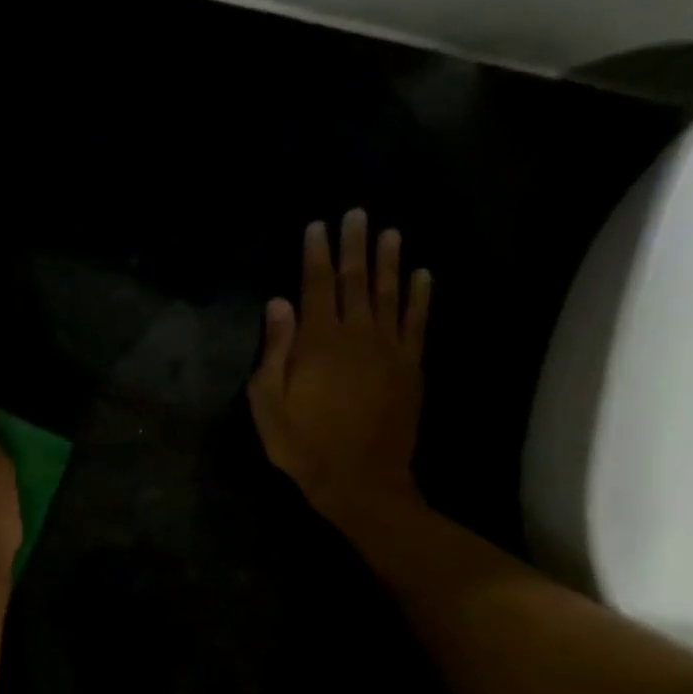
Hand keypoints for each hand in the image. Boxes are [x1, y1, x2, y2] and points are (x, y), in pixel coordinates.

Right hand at [249, 209, 432, 527]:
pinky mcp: (410, 367)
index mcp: (318, 342)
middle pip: (356, 281)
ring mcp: (389, 350)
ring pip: (390, 294)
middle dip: (355, 246)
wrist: (360, 479)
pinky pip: (417, 323)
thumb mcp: (268, 403)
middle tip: (357, 213)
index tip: (317, 225)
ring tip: (390, 232)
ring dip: (390, 261)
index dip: (315, 254)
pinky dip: (421, 297)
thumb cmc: (303, 444)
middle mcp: (357, 335)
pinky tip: (424, 275)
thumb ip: (274, 351)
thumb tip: (278, 303)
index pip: (316, 286)